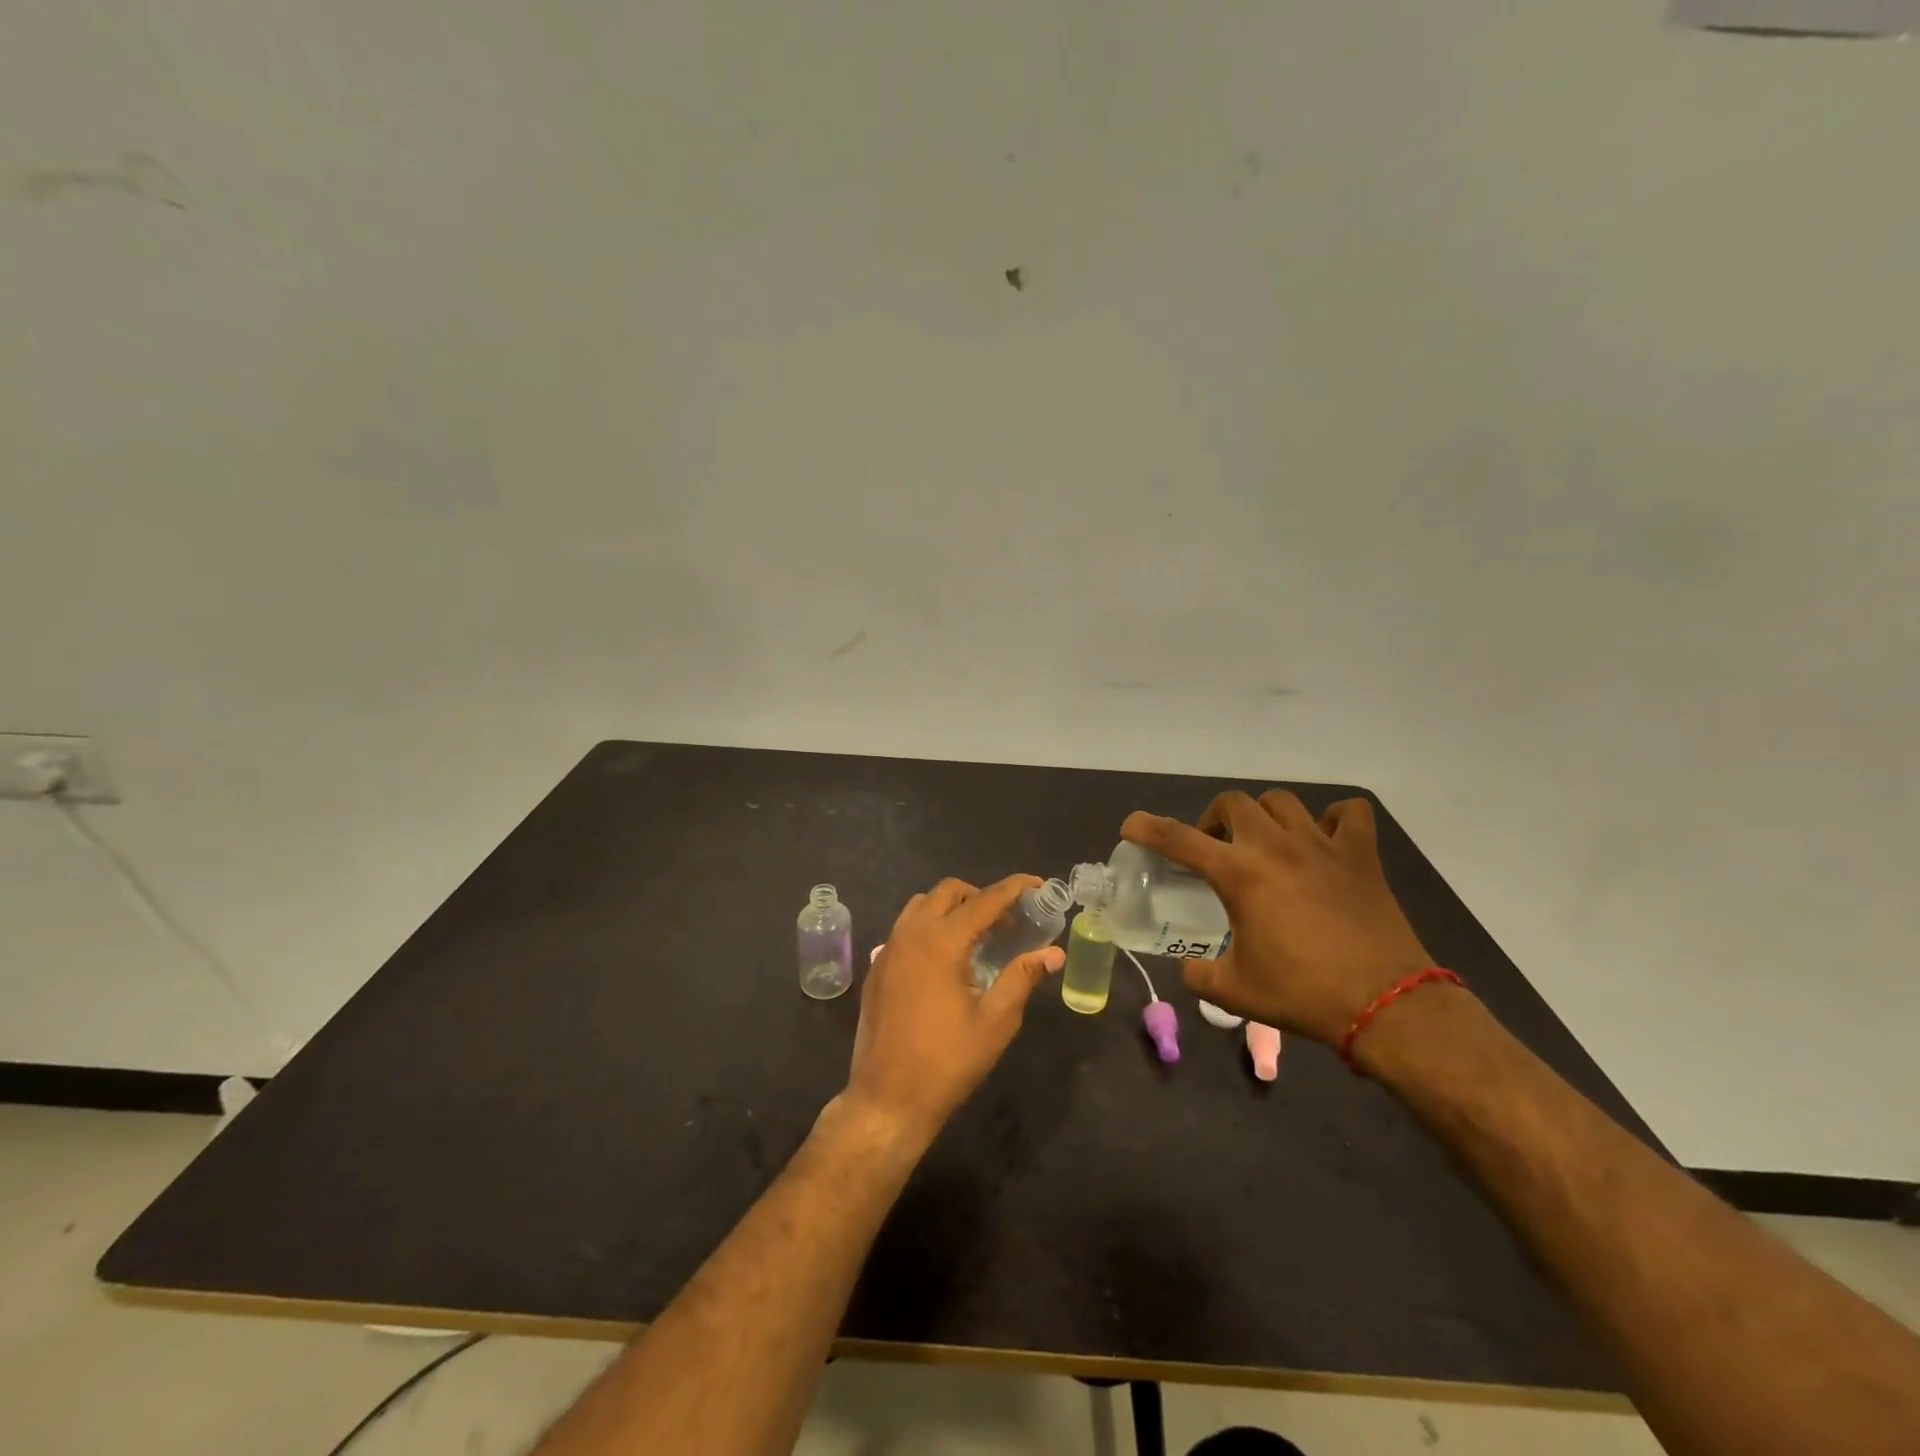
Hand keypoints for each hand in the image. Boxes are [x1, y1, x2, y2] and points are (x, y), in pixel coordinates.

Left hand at [844, 875, 1064, 1144]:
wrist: (888, 1099)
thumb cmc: (948, 1061)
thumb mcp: (996, 1021)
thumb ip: (1022, 977)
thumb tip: (1053, 953)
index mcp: (942, 941)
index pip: (985, 900)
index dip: (1014, 888)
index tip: (1037, 885)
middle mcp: (911, 933)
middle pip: (948, 892)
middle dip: (980, 896)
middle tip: (1006, 921)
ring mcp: (888, 949)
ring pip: (921, 905)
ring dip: (951, 908)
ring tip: (975, 937)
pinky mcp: (877, 967)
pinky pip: (904, 929)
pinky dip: (928, 927)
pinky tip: (944, 961)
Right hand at [1122, 792, 1433, 1046]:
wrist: (1385, 1004)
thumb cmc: (1302, 994)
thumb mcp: (1235, 992)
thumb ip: (1201, 975)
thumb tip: (1191, 969)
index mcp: (1239, 874)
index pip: (1178, 839)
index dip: (1147, 828)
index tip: (1131, 825)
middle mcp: (1275, 846)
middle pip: (1232, 803)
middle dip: (1213, 819)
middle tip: (1216, 849)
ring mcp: (1321, 845)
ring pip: (1282, 801)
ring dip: (1263, 815)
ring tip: (1264, 841)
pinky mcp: (1360, 856)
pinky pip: (1348, 814)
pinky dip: (1333, 819)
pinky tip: (1324, 840)